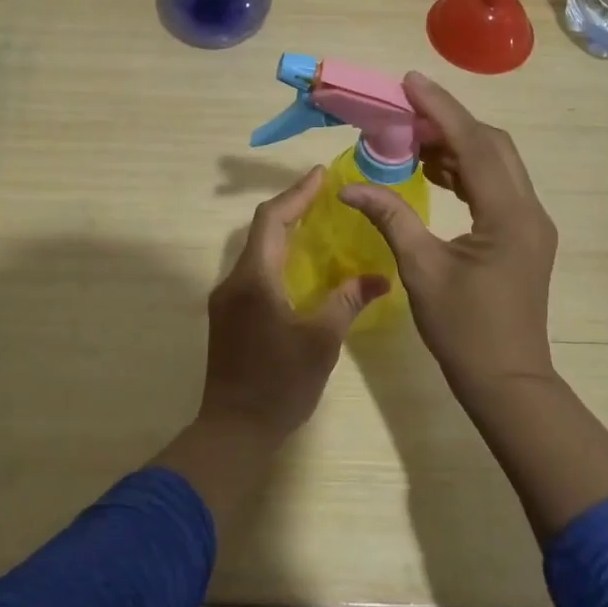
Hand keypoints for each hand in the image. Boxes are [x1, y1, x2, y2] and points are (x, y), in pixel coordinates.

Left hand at [198, 166, 389, 445]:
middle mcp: (234, 281)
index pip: (272, 220)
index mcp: (254, 279)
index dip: (297, 194)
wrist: (233, 431)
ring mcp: (227, 300)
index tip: (321, 175)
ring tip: (318, 223)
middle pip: (262, 230)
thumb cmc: (278, 385)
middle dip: (292, 208)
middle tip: (325, 195)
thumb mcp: (321, 342)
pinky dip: (278, 257)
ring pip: (256, 251)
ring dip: (284, 233)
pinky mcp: (228, 317)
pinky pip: (254, 272)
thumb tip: (380, 277)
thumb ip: (347, 302)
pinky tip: (301, 267)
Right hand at [340, 73, 558, 403]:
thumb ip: (390, 218)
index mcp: (508, 214)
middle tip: (407, 111)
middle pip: (493, 145)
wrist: (507, 381)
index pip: (474, 144)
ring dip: (458, 146)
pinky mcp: (524, 236)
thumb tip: (350, 187)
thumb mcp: (420, 270)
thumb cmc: (464, 329)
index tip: (411, 81)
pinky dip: (466, 172)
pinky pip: (496, 187)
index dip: (441, 109)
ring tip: (413, 139)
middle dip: (450, 122)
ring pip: (497, 164)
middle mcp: (529, 209)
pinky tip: (435, 173)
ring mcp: (531, 223)